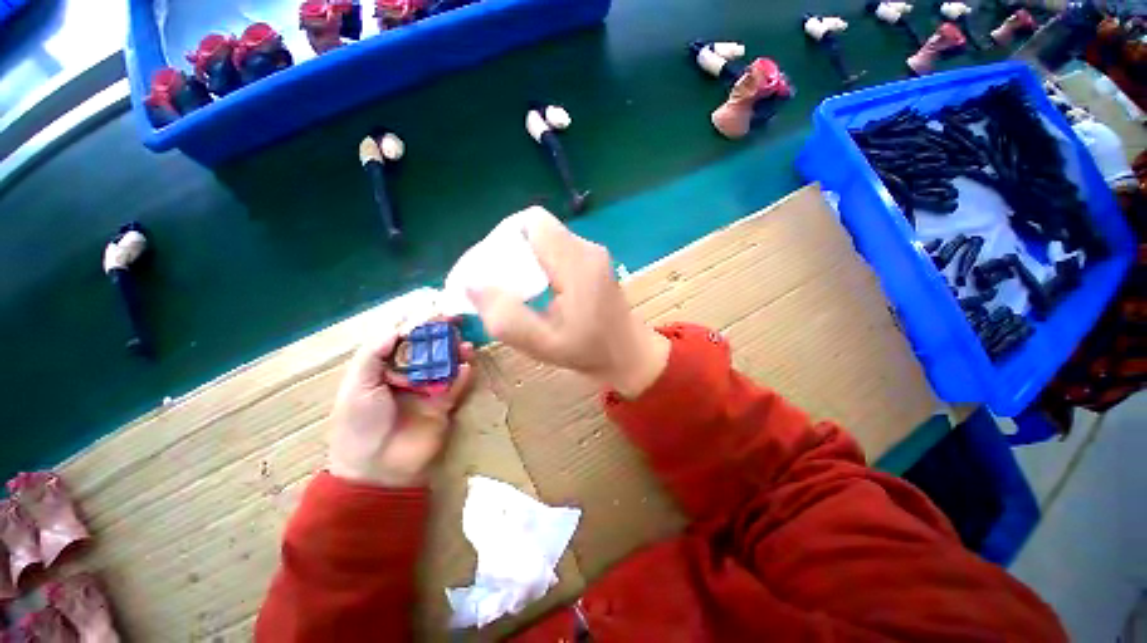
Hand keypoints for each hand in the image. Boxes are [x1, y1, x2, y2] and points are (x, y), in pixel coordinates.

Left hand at [328, 333, 472, 486]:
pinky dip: (464, 375)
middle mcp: (408, 374)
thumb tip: (399, 326)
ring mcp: (428, 389)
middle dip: (442, 333)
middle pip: (428, 347)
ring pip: (446, 363)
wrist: (377, 468)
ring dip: (456, 351)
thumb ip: (375, 352)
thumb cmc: (360, 423)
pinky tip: (468, 367)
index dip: (417, 322)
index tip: (433, 309)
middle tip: (456, 320)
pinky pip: (457, 386)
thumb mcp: (358, 385)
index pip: (402, 337)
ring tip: (465, 344)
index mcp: (383, 367)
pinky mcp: (444, 404)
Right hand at [468, 211, 669, 397]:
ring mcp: (592, 254)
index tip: (490, 265)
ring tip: (512, 287)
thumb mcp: (543, 345)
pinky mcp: (593, 262)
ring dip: (523, 256)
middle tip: (496, 279)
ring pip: (545, 239)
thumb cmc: (590, 352)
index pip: (533, 222)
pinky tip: (534, 288)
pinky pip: (556, 250)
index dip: (504, 236)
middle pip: (537, 229)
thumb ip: (506, 318)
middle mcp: (586, 249)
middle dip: (509, 249)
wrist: (630, 355)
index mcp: (577, 264)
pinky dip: (537, 262)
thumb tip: (472, 285)